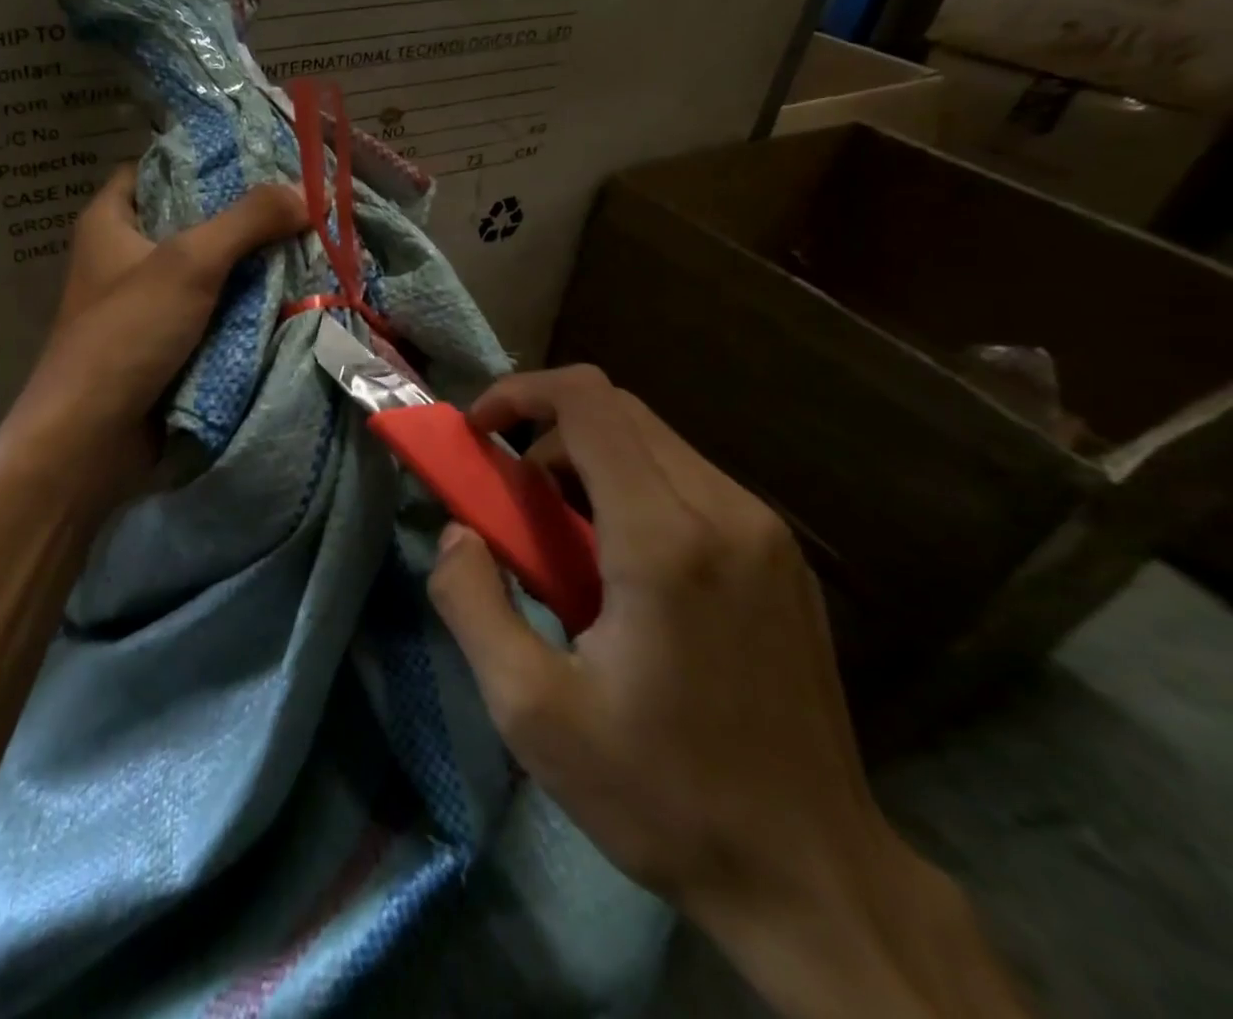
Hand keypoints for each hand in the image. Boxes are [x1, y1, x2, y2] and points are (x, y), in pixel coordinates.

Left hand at [11, 164, 307, 466]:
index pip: (157, 168)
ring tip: (310, 247)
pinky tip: (290, 297)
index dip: (205, 160)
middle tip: (301, 206)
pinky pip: (213, 313)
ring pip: (208, 272)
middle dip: (244, 218)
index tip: (261, 159)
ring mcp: (147, 304)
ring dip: (251, 268)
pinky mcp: (166, 344)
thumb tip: (307, 191)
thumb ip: (248, 221)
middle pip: (192, 221)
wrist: (91, 438)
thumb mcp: (189, 263)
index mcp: (111, 221)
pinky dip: (244, 308)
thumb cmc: (127, 334)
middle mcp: (125, 256)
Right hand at [428, 366, 1027, 1018]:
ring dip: (588, 460)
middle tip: (510, 496)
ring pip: (655, 440)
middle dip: (546, 430)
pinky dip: (632, 487)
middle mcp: (725, 511)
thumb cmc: (660, 794)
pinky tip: (618, 564)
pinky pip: (690, 479)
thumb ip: (471, 602)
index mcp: (663, 539)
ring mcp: (765, 532)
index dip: (519, 392)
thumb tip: (458, 532)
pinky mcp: (782, 557)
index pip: (588, 401)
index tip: (477, 430)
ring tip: (558, 538)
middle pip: (619, 410)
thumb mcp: (531, 709)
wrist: (814, 879)